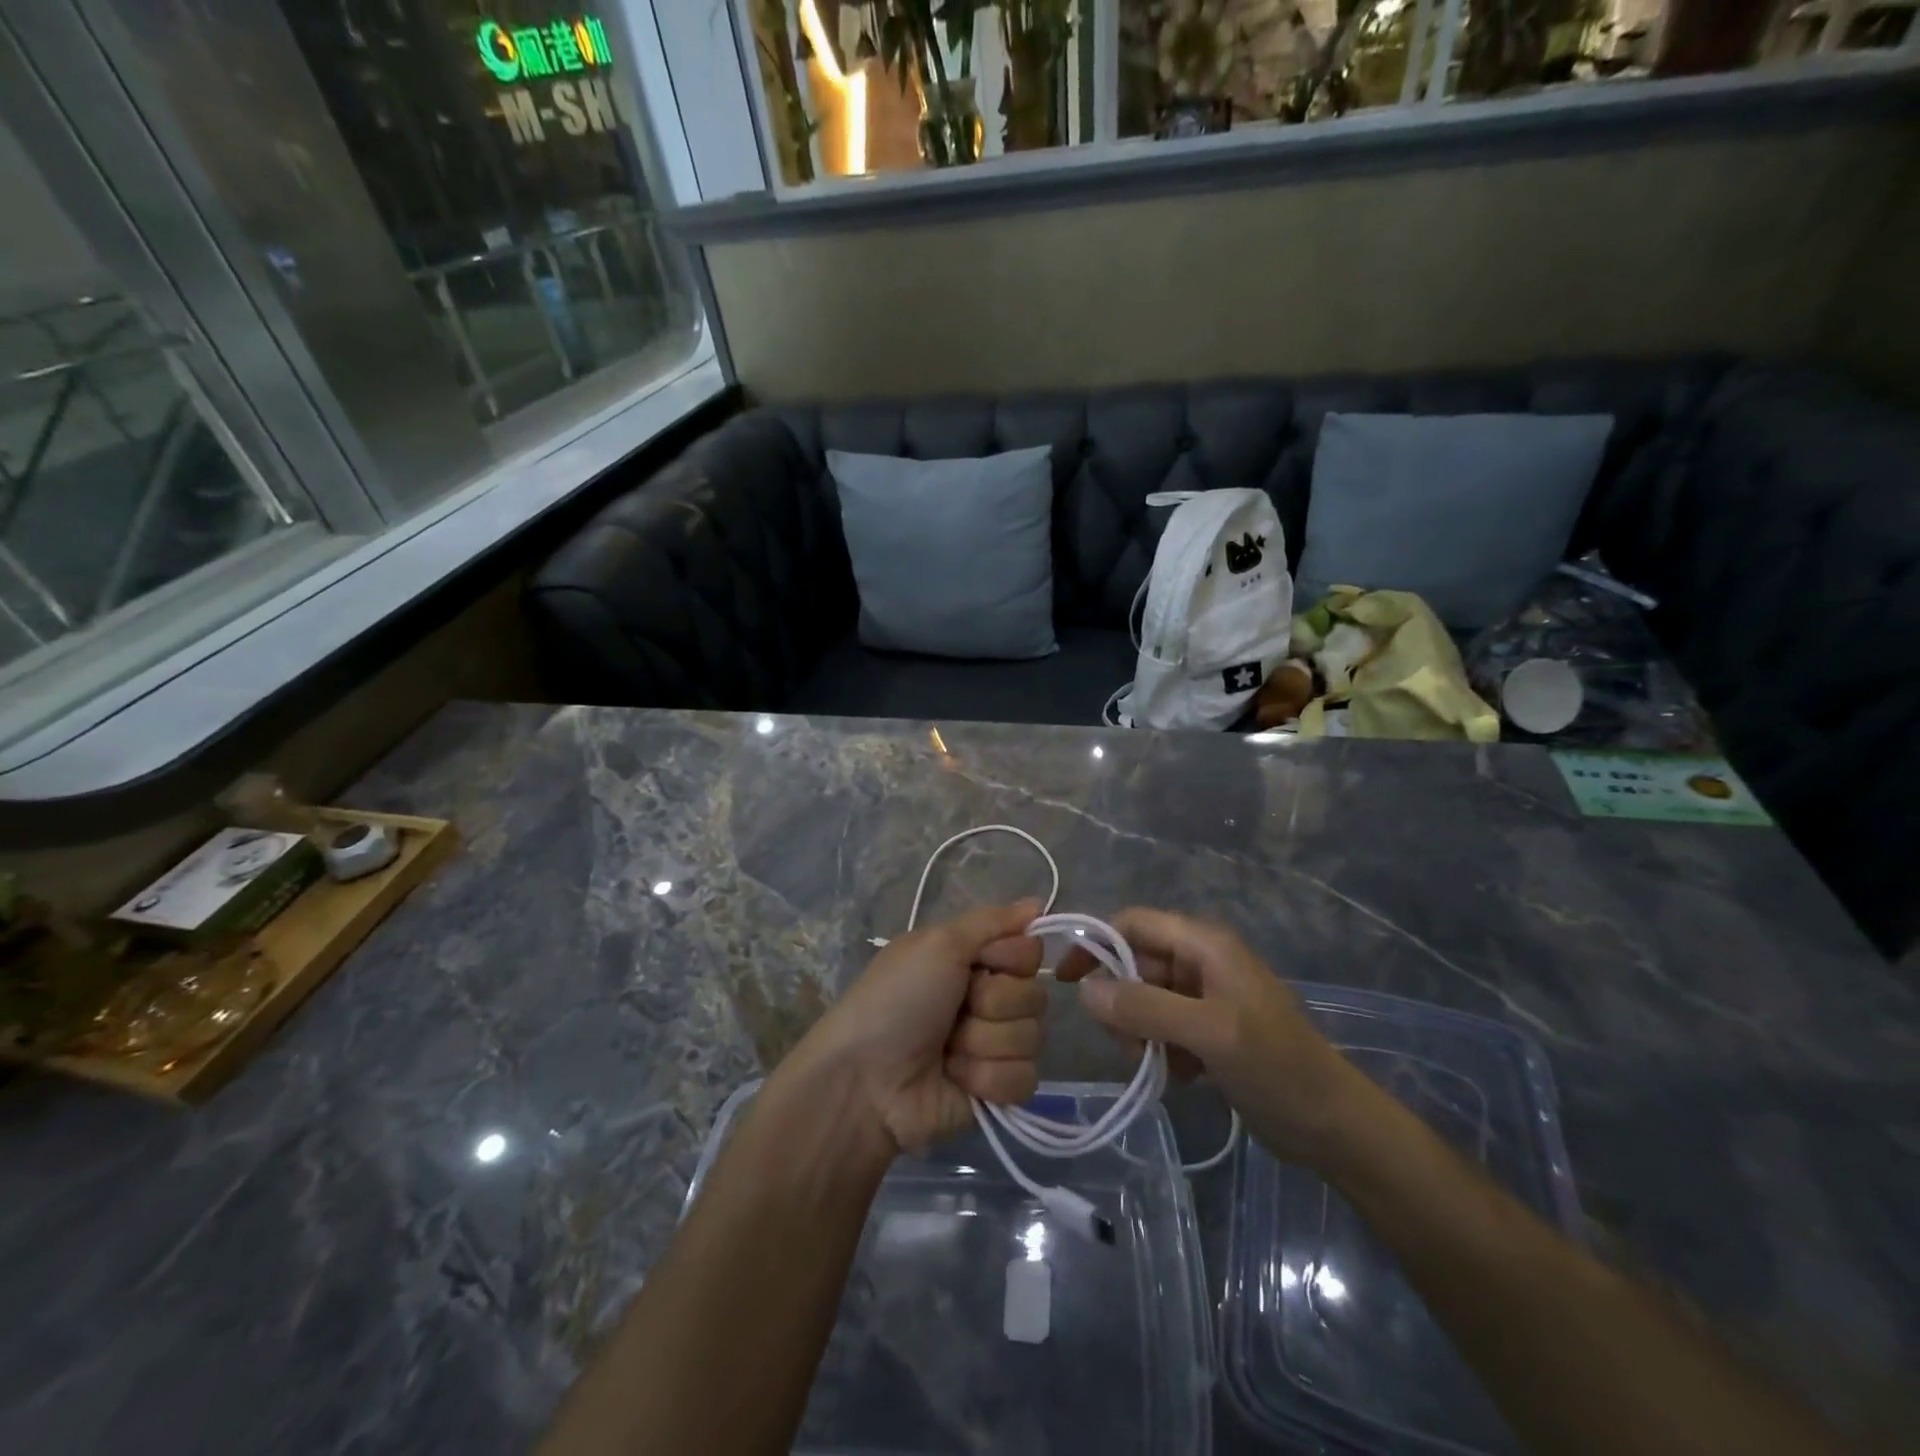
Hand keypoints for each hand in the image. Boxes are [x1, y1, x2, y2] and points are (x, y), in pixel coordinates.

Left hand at [794, 900, 1044, 1154]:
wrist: (866, 1080)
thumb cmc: (897, 999)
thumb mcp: (937, 943)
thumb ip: (991, 921)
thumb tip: (1037, 902)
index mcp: (973, 960)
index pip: (1029, 952)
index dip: (1011, 958)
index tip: (980, 963)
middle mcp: (988, 998)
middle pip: (1034, 996)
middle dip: (993, 1005)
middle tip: (955, 1012)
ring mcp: (993, 1046)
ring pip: (1031, 1038)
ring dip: (984, 1043)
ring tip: (946, 1051)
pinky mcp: (996, 1090)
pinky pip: (1024, 1079)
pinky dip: (987, 1078)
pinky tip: (956, 1079)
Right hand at [1056, 908, 1374, 1171]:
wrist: (1335, 1126)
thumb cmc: (1276, 1067)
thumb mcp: (1209, 1033)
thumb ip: (1145, 1008)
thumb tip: (1083, 991)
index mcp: (1204, 943)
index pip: (1132, 923)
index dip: (1095, 943)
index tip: (1064, 980)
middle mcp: (1201, 960)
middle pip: (1134, 963)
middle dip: (1121, 1001)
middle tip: (1127, 1044)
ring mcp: (1205, 996)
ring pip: (1144, 999)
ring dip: (1139, 1031)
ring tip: (1157, 1064)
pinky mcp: (1208, 1029)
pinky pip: (1162, 1026)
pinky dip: (1160, 1049)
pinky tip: (1180, 1076)